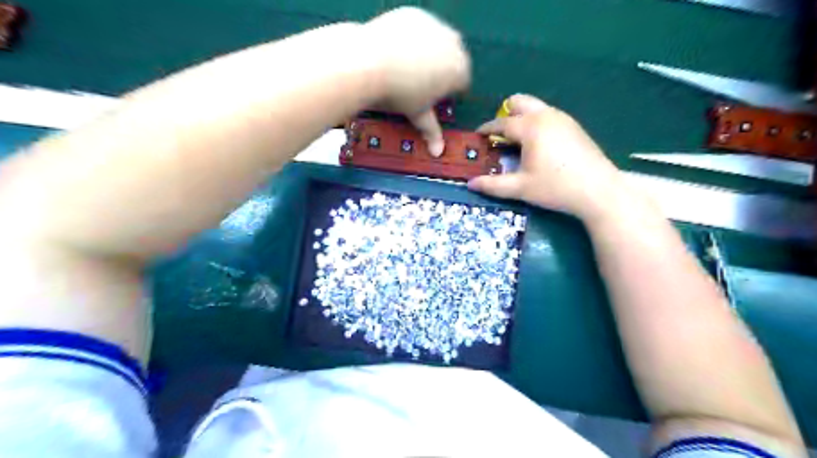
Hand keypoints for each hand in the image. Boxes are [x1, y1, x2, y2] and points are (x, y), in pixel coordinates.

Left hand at [362, 7, 468, 155]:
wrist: (369, 61)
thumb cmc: (400, 94)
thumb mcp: (417, 113)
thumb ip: (431, 131)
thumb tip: (438, 153)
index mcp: (460, 71)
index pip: (462, 83)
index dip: (447, 92)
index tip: (431, 97)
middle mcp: (455, 44)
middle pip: (453, 60)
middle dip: (441, 71)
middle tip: (418, 82)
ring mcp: (437, 25)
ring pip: (438, 42)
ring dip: (429, 53)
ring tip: (406, 65)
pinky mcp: (417, 14)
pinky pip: (420, 28)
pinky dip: (413, 38)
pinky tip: (397, 49)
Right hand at [466, 94, 627, 220]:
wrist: (599, 191)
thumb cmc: (555, 187)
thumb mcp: (520, 188)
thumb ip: (493, 185)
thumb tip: (470, 184)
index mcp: (530, 126)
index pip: (502, 123)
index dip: (487, 129)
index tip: (477, 136)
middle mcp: (546, 115)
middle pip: (519, 102)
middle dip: (505, 114)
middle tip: (498, 135)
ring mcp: (563, 119)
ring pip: (536, 107)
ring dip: (522, 118)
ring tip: (516, 142)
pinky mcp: (575, 127)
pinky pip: (549, 116)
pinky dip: (537, 123)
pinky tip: (539, 146)